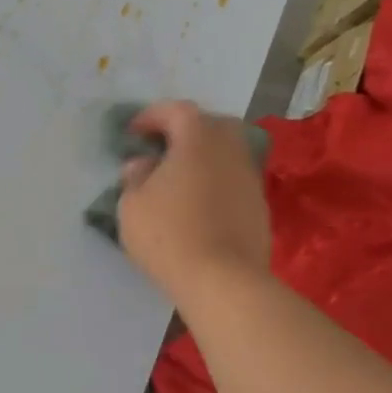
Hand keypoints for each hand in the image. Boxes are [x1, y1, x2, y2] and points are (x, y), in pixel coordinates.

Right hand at [117, 101, 269, 303]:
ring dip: (202, 158)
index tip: (132, 132)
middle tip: (162, 148)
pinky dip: (215, 181)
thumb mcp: (132, 205)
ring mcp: (249, 178)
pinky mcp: (259, 206)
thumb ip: (135, 177)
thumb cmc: (169, 235)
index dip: (151, 116)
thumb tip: (143, 164)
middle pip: (211, 125)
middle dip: (186, 130)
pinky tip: (197, 203)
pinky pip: (233, 180)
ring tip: (178, 178)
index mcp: (197, 139)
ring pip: (226, 153)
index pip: (176, 111)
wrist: (223, 281)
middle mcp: (229, 149)